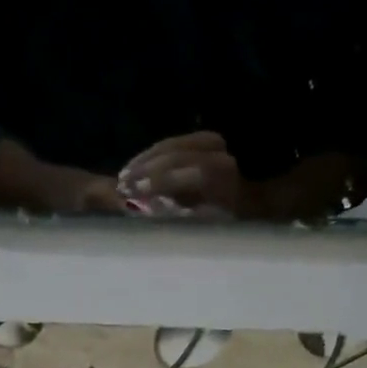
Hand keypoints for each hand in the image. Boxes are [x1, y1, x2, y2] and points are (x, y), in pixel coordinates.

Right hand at [119, 132, 249, 219]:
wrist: (244, 208)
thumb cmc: (220, 227)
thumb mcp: (202, 226)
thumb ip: (177, 214)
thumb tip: (146, 204)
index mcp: (224, 178)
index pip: (189, 172)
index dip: (158, 181)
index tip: (131, 194)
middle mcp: (221, 154)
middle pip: (177, 155)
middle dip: (146, 170)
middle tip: (121, 185)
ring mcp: (212, 143)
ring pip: (171, 146)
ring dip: (144, 161)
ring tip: (123, 177)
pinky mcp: (202, 140)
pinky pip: (172, 143)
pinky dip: (150, 155)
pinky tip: (133, 167)